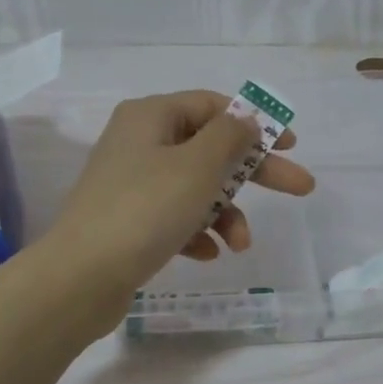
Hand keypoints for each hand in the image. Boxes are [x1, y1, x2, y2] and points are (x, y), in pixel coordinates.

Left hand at [46, 90, 314, 299]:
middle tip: (301, 189)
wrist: (81, 277)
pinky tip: (206, 255)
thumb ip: (229, 137)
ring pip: (195, 189)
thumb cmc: (145, 210)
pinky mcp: (128, 222)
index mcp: (151, 116)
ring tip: (240, 245)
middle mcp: (139, 143)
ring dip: (224, 214)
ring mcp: (131, 184)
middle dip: (253, 174)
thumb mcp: (197, 166)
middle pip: (209, 149)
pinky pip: (174, 218)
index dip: (254, 123)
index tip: (290, 145)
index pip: (212, 106)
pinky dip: (196, 233)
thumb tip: (245, 119)